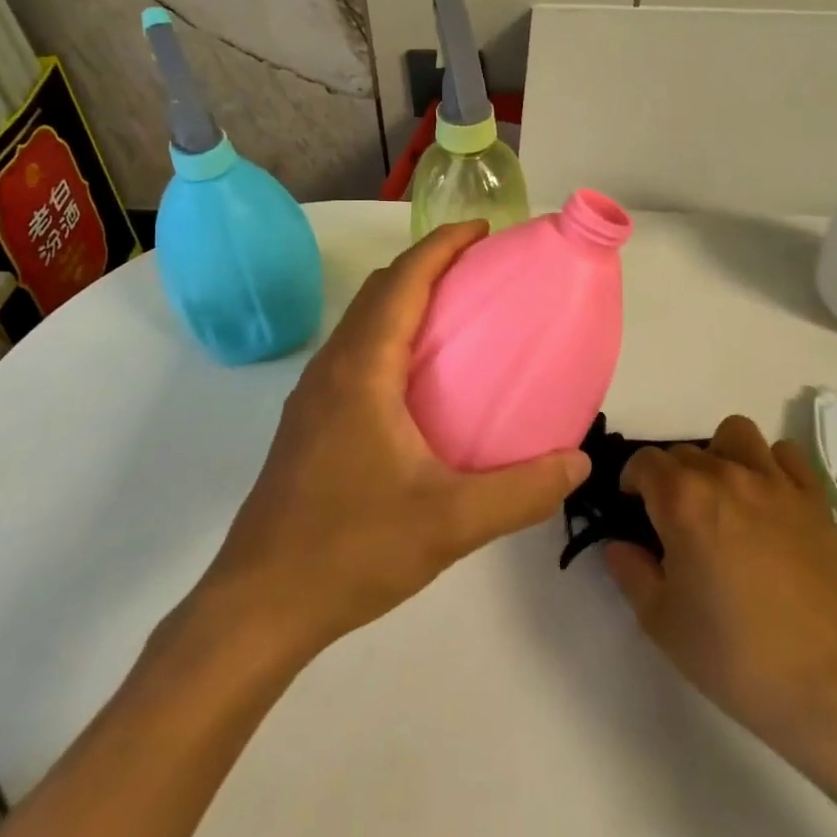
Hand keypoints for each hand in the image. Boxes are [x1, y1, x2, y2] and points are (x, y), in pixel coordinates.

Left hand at [170, 221, 589, 669]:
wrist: (258, 605)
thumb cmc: (351, 549)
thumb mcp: (450, 523)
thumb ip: (521, 492)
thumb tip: (577, 463)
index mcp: (362, 370)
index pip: (403, 281)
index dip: (442, 245)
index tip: (483, 231)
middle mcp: (332, 368)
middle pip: (379, 290)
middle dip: (427, 264)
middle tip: (479, 269)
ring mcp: (313, 396)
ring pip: (362, 322)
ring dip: (404, 300)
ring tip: (456, 316)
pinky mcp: (308, 424)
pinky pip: (355, 354)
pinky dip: (390, 336)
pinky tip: (419, 382)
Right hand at [605, 416, 836, 768]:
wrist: (827, 683)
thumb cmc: (734, 655)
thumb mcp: (661, 622)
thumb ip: (631, 572)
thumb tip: (620, 545)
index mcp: (683, 499)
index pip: (644, 462)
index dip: (632, 482)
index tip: (634, 509)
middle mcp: (726, 475)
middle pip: (684, 451)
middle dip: (670, 477)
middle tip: (675, 520)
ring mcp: (775, 482)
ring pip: (735, 434)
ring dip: (719, 455)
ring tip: (722, 496)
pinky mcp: (813, 498)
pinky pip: (785, 454)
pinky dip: (770, 465)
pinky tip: (767, 500)